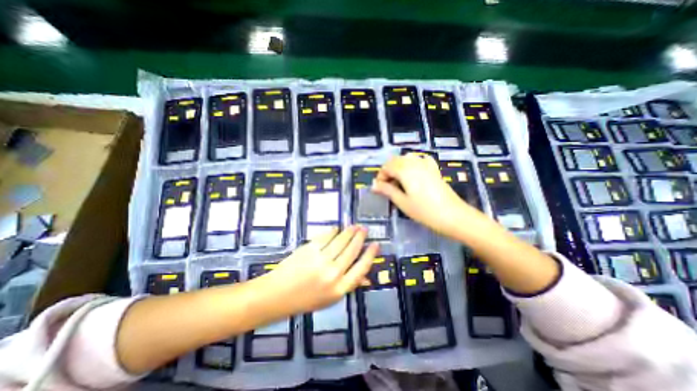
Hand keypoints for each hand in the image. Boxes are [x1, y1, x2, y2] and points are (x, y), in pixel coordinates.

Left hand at [262, 226, 380, 314]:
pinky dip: (333, 231)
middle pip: (352, 250)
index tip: (376, 244)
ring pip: (341, 240)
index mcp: (340, 288)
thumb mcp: (330, 299)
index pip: (361, 268)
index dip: (370, 254)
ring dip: (349, 231)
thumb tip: (367, 278)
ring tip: (354, 226)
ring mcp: (321, 259)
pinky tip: (336, 229)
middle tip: (364, 228)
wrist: (276, 295)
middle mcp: (333, 273)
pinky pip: (326, 236)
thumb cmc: (305, 299)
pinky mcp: (309, 249)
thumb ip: (349, 285)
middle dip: (360, 237)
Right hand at [370, 156, 473, 238]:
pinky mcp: (434, 169)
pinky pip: (420, 159)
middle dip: (388, 171)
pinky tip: (413, 173)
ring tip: (398, 181)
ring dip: (399, 167)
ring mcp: (426, 164)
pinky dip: (413, 163)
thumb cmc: (424, 211)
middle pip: (396, 160)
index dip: (381, 176)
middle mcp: (415, 163)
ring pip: (407, 158)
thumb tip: (373, 185)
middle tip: (387, 186)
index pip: (387, 167)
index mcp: (405, 170)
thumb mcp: (402, 202)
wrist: (453, 216)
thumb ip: (387, 190)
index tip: (379, 188)